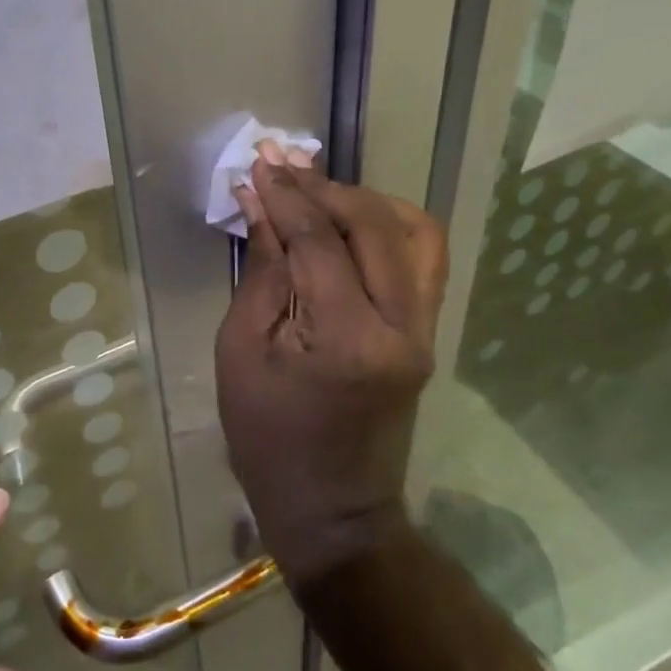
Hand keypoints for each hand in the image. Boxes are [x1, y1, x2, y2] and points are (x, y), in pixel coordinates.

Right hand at [214, 145, 448, 585]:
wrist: (333, 509)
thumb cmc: (268, 438)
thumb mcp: (242, 350)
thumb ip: (262, 270)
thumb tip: (260, 203)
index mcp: (347, 338)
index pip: (320, 241)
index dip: (287, 195)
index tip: (260, 161)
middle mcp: (402, 326)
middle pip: (373, 225)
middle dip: (323, 186)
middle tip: (282, 164)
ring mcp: (425, 329)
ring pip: (414, 232)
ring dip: (364, 200)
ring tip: (319, 190)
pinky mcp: (428, 332)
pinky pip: (423, 258)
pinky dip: (390, 226)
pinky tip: (354, 221)